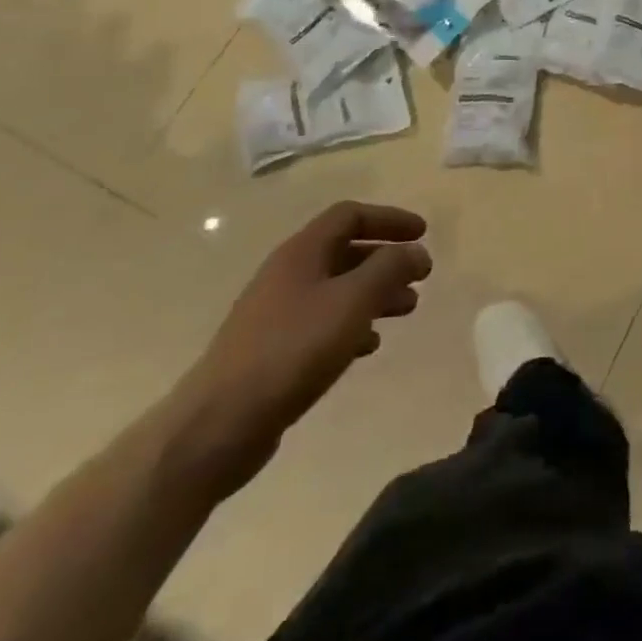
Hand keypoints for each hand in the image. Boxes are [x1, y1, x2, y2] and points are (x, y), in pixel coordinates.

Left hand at [170, 204, 431, 495]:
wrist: (218, 424)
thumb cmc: (292, 349)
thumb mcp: (352, 301)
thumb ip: (390, 269)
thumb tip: (415, 251)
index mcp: (302, 252)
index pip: (350, 216)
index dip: (389, 219)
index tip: (423, 234)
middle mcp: (287, 274)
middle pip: (345, 251)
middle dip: (386, 259)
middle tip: (420, 276)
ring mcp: (277, 313)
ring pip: (337, 288)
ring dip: (375, 292)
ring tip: (406, 309)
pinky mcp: (274, 350)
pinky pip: (323, 323)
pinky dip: (353, 324)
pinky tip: (370, 344)